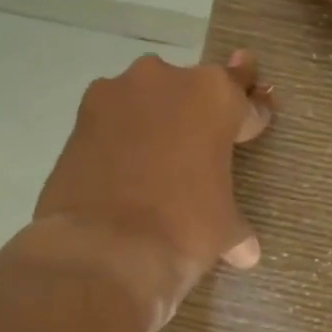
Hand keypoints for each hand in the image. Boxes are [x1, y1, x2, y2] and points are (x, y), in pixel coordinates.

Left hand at [31, 51, 271, 325]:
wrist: (105, 248)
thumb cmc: (184, 229)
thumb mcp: (224, 230)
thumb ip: (237, 227)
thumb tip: (247, 252)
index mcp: (216, 97)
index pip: (245, 101)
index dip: (250, 118)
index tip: (251, 127)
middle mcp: (168, 80)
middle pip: (193, 90)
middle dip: (198, 115)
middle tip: (200, 148)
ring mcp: (119, 92)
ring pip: (147, 98)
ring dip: (154, 120)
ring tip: (154, 160)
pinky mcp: (80, 115)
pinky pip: (112, 118)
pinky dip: (119, 136)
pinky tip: (120, 167)